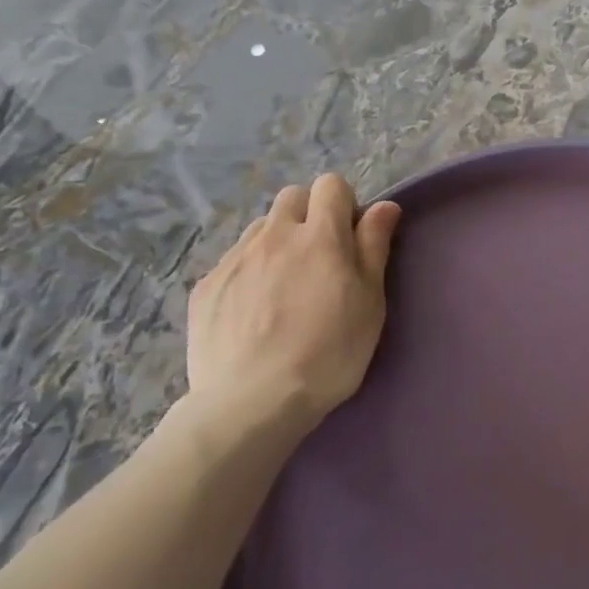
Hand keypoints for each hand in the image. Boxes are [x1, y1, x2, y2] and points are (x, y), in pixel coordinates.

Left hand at [185, 174, 401, 444]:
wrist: (251, 403)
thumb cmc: (328, 353)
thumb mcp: (369, 302)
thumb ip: (374, 246)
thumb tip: (383, 206)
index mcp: (320, 236)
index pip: (330, 185)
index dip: (344, 204)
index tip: (350, 238)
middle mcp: (274, 235)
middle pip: (291, 197)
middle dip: (309, 215)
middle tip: (319, 258)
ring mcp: (234, 259)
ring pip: (260, 227)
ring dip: (277, 241)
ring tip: (284, 285)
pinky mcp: (206, 287)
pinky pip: (233, 260)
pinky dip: (249, 271)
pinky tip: (253, 311)